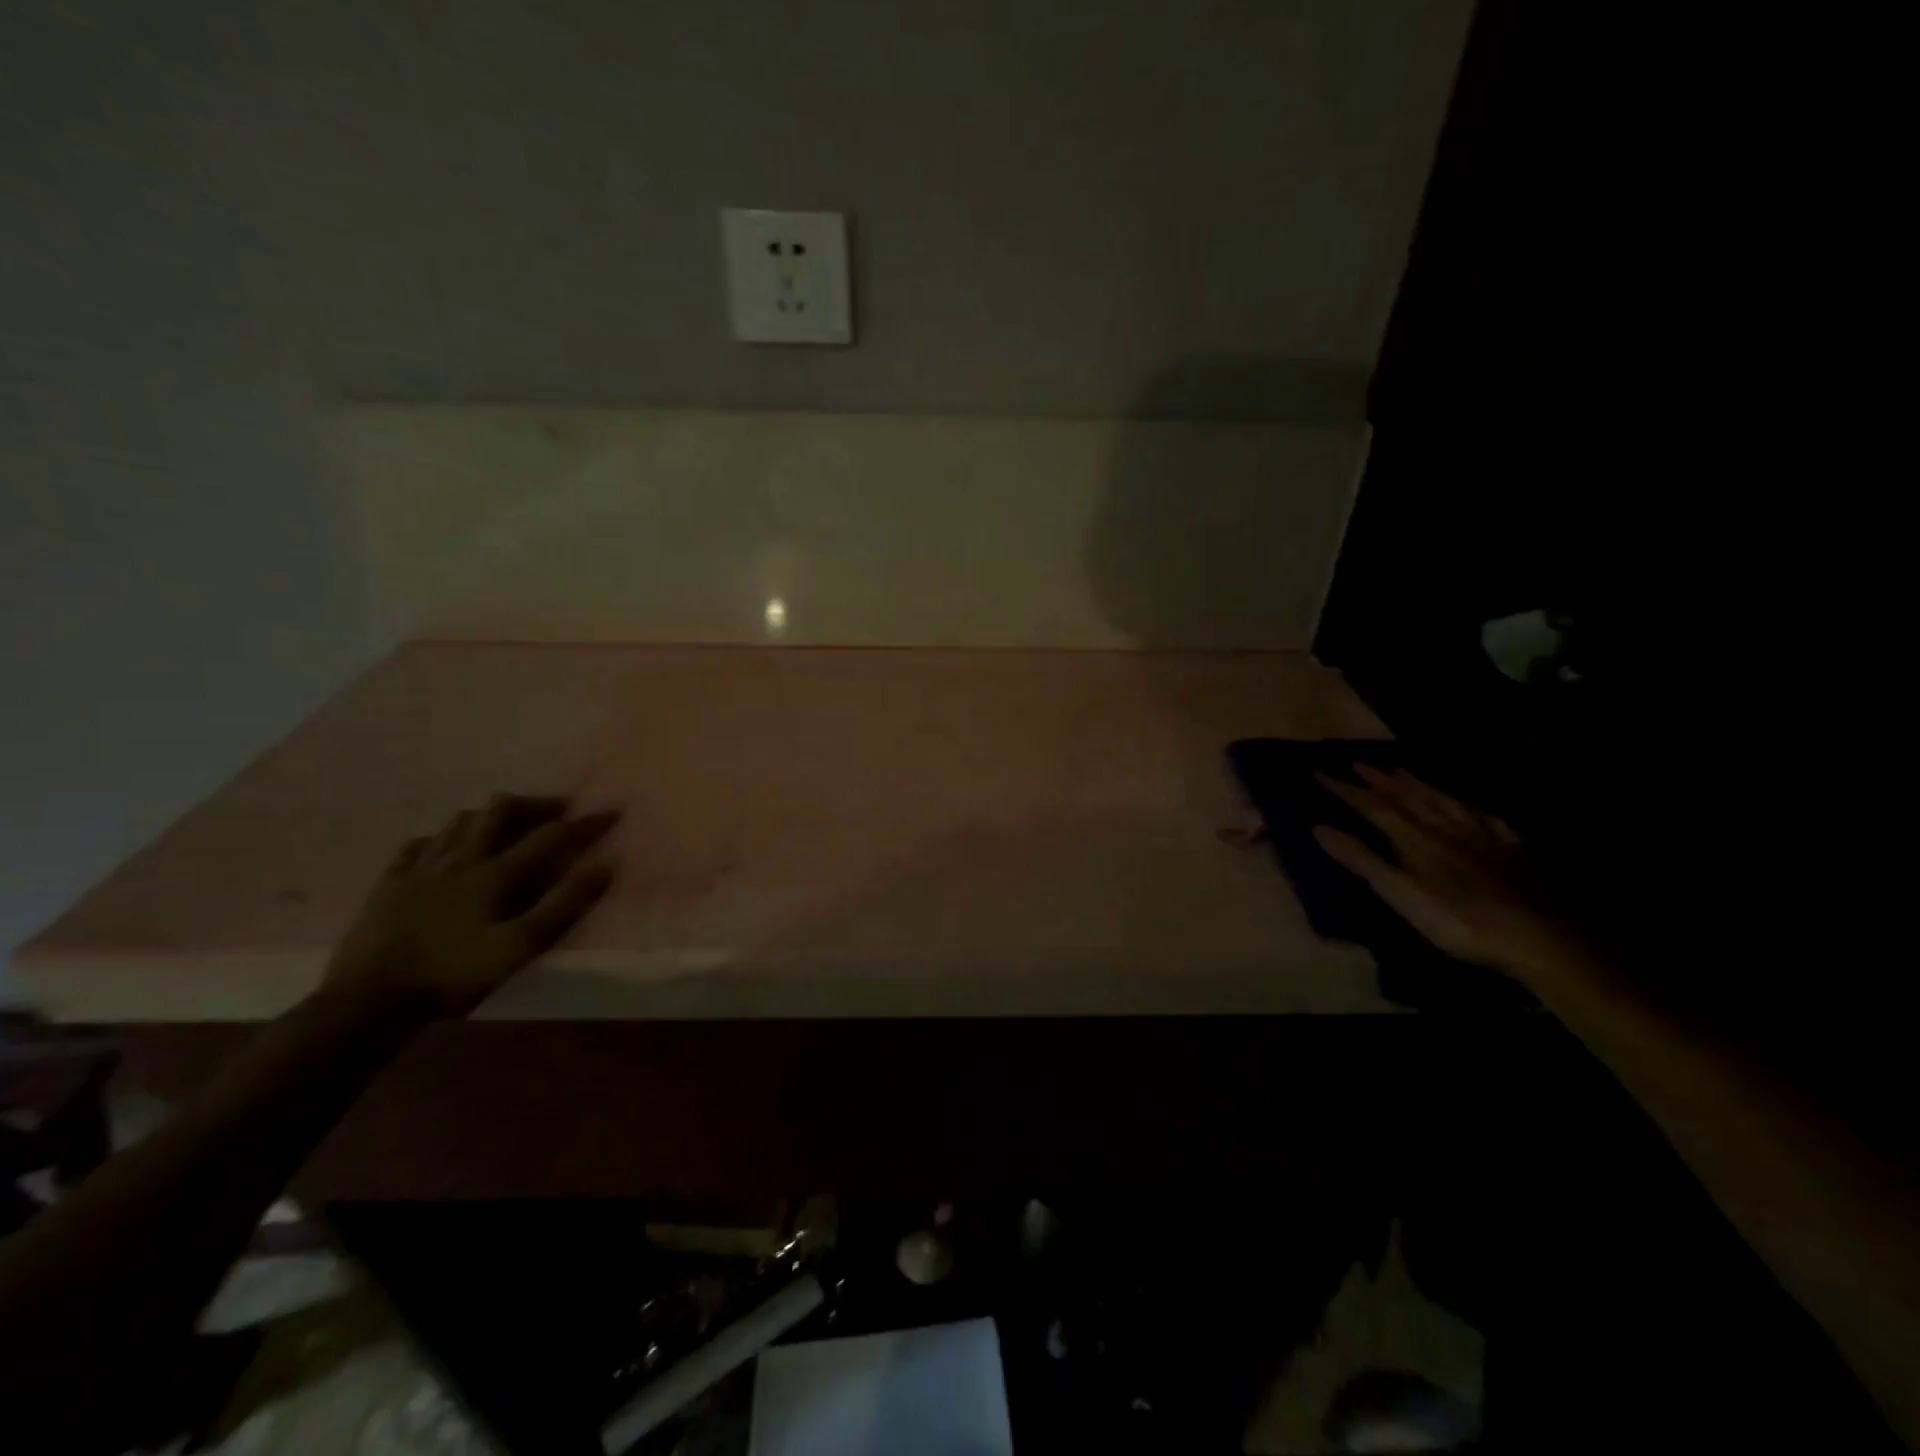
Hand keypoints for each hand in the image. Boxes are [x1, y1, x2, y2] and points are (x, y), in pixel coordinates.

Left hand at [325, 796, 618, 1015]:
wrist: (366, 1003)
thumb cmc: (453, 975)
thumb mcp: (520, 946)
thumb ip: (564, 905)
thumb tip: (605, 865)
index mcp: (495, 873)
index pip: (550, 836)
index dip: (584, 823)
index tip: (612, 810)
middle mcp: (460, 859)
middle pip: (500, 811)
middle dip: (534, 804)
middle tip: (556, 810)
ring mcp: (419, 868)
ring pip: (459, 821)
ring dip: (489, 815)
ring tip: (505, 824)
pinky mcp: (388, 884)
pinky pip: (416, 846)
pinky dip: (440, 839)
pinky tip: (444, 847)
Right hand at [1313, 764, 1575, 984]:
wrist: (1539, 936)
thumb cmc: (1459, 920)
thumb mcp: (1401, 894)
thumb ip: (1362, 860)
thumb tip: (1318, 827)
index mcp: (1416, 839)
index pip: (1373, 807)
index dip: (1345, 789)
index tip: (1319, 772)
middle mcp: (1446, 828)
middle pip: (1408, 797)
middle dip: (1379, 779)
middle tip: (1358, 762)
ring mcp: (1482, 836)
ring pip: (1444, 801)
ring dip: (1419, 785)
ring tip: (1402, 771)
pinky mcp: (1512, 850)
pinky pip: (1485, 818)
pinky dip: (1468, 806)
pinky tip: (1469, 806)